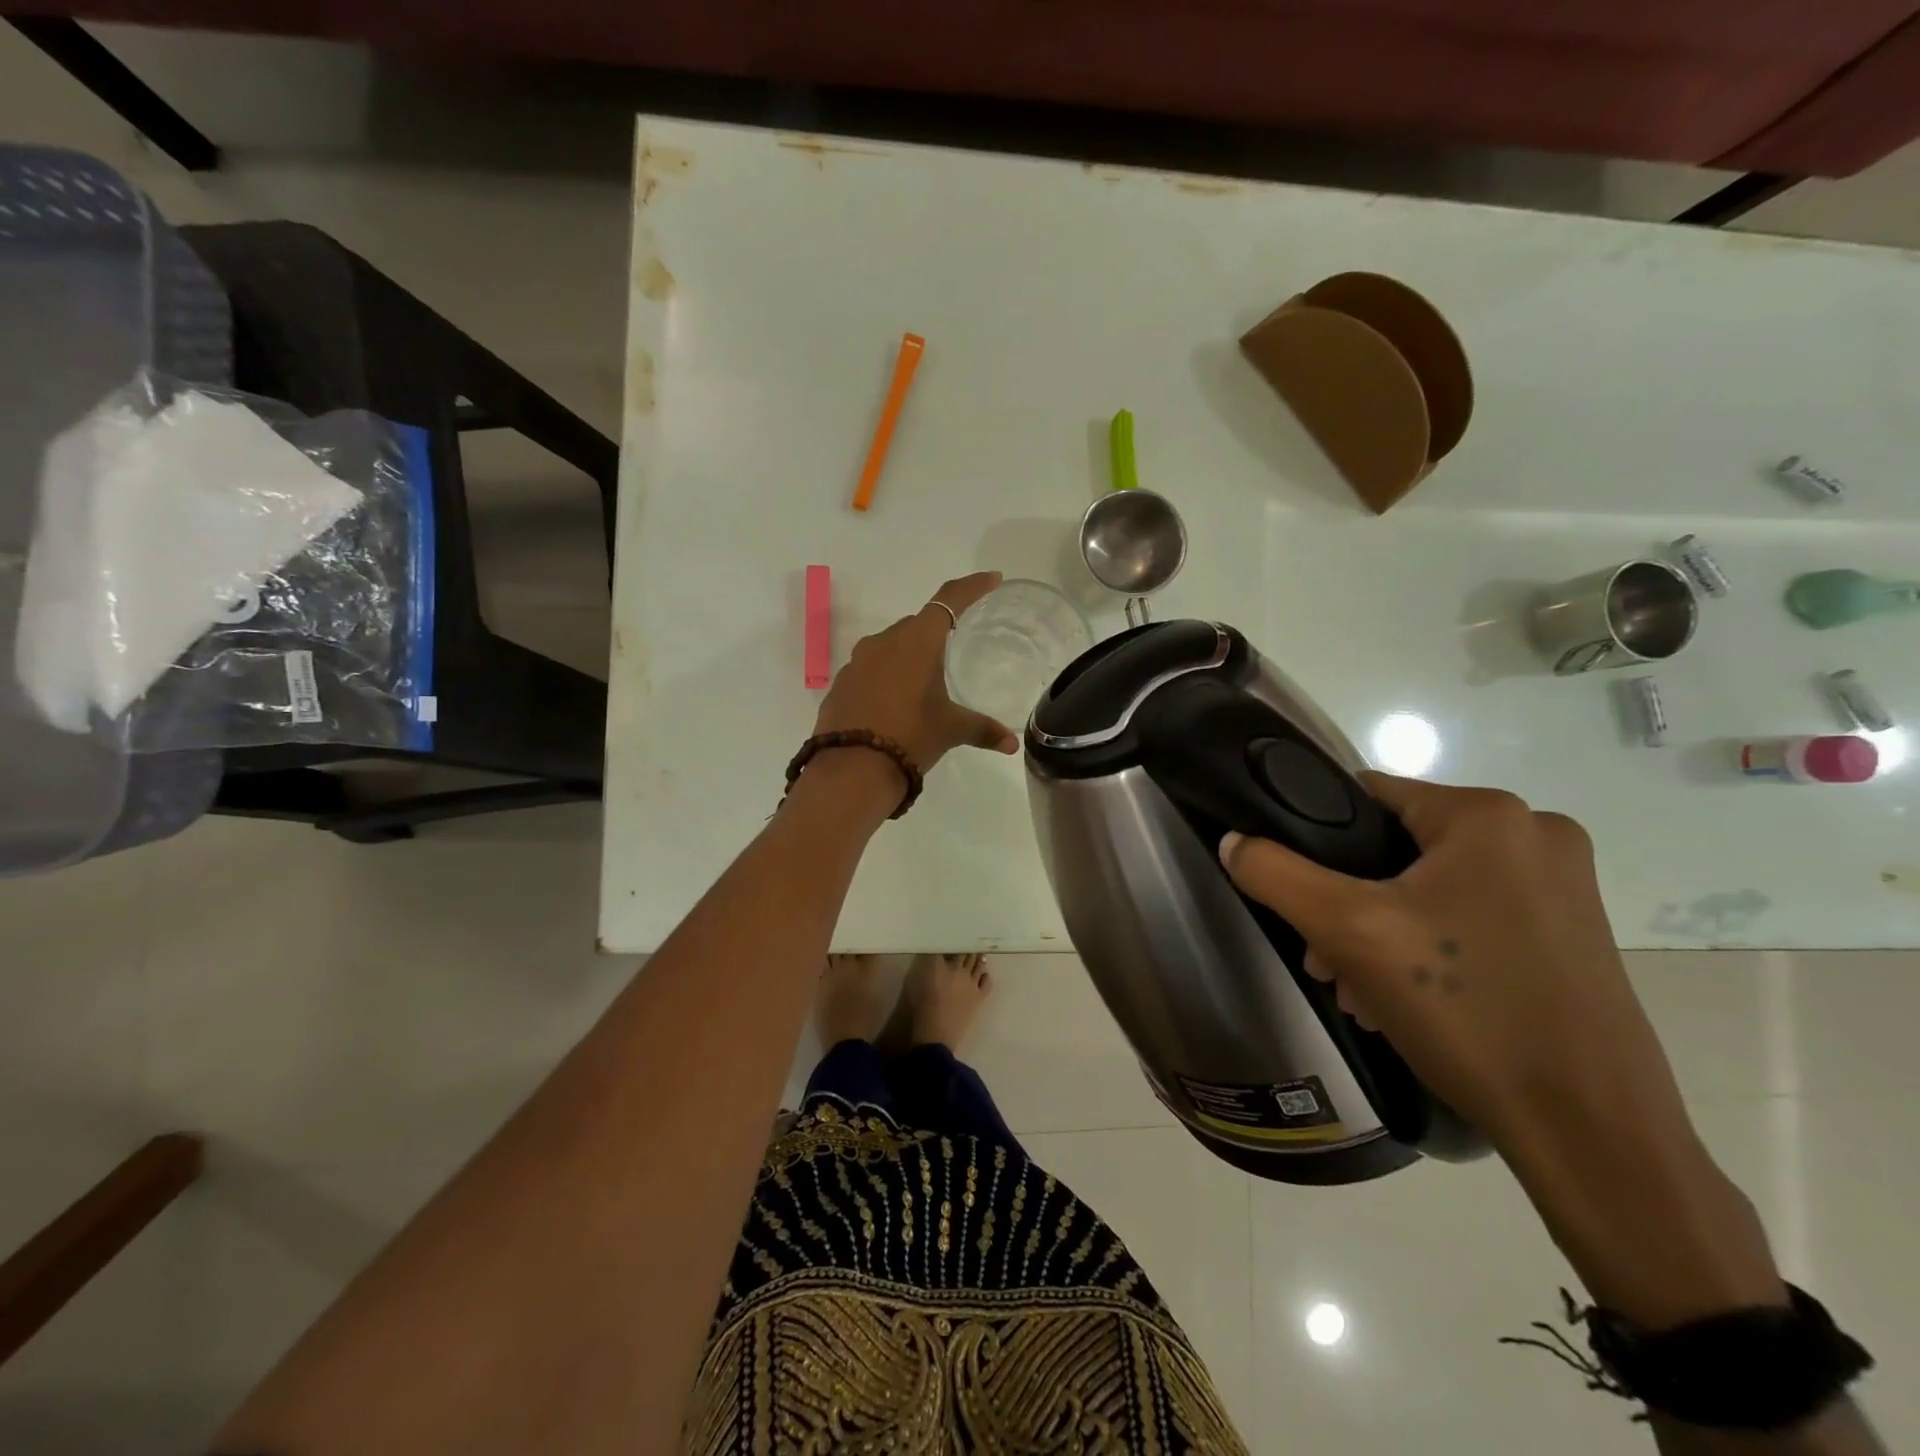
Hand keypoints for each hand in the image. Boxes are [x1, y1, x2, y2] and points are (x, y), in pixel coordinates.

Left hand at [812, 571, 1019, 775]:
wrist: (852, 769)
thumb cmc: (911, 737)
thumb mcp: (951, 730)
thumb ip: (982, 730)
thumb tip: (1011, 744)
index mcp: (917, 641)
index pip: (949, 600)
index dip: (972, 587)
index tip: (991, 579)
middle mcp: (884, 642)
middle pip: (916, 625)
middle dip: (935, 634)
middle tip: (952, 652)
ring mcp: (857, 662)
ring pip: (889, 648)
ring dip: (907, 658)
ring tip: (922, 686)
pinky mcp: (840, 684)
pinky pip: (869, 671)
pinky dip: (884, 679)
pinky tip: (892, 705)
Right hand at [1223, 776, 1791, 1332]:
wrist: (1591, 1133)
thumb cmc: (1467, 1011)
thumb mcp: (1349, 932)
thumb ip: (1276, 873)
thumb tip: (1232, 840)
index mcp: (1489, 815)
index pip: (1366, 796)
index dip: (1318, 840)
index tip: (1300, 898)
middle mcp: (1535, 834)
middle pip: (1397, 848)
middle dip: (1348, 902)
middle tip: (1327, 959)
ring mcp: (1563, 886)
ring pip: (1431, 887)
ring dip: (1382, 931)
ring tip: (1360, 989)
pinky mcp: (1573, 933)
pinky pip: (1471, 917)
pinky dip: (1429, 948)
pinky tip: (1406, 1000)